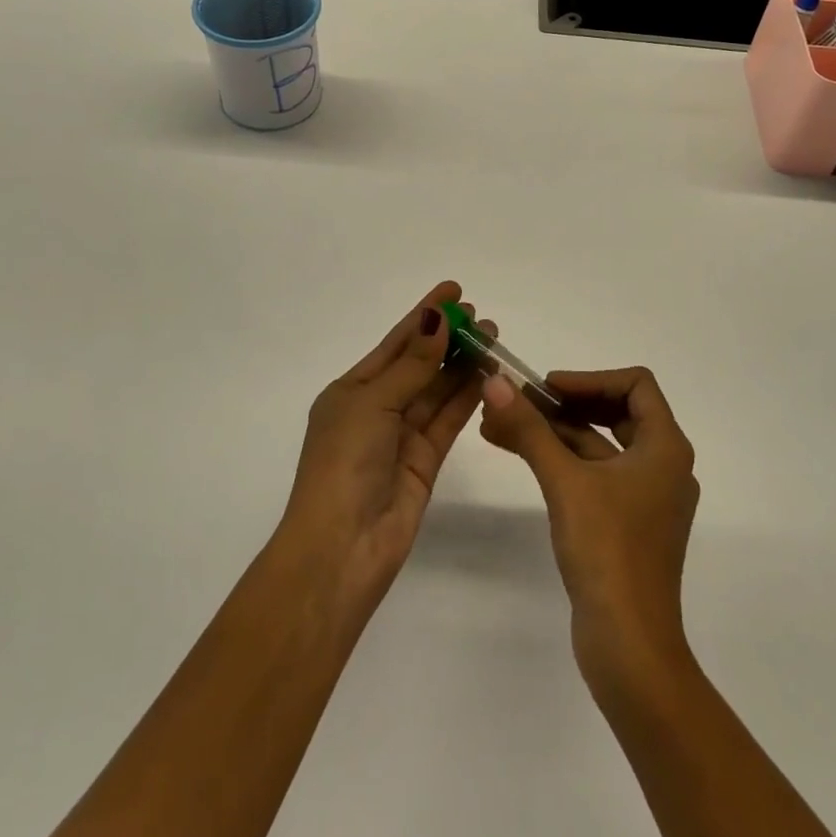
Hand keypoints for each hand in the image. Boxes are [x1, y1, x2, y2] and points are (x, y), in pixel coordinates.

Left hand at [279, 281, 493, 612]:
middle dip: (448, 338)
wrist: (342, 547)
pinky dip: (468, 396)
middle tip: (482, 316)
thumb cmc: (344, 463)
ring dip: (463, 364)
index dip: (424, 315)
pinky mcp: (425, 461)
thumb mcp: (373, 403)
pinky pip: (448, 419)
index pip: (395, 343)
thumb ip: (412, 365)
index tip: (453, 289)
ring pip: (438, 390)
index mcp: (351, 391)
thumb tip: (438, 320)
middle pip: (419, 364)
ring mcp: (401, 436)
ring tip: (493, 337)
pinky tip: (489, 374)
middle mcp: (376, 408)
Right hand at [480, 367, 698, 686]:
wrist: (630, 647)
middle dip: (565, 403)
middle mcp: (663, 466)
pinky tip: (519, 454)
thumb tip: (495, 383)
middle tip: (521, 402)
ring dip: (554, 431)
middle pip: (616, 412)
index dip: (589, 378)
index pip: (636, 385)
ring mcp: (645, 498)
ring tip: (500, 424)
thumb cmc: (608, 551)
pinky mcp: (627, 524)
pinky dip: (560, 461)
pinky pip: (594, 475)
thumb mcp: (565, 482)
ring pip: (598, 446)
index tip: (547, 387)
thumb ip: (530, 429)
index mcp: (665, 448)